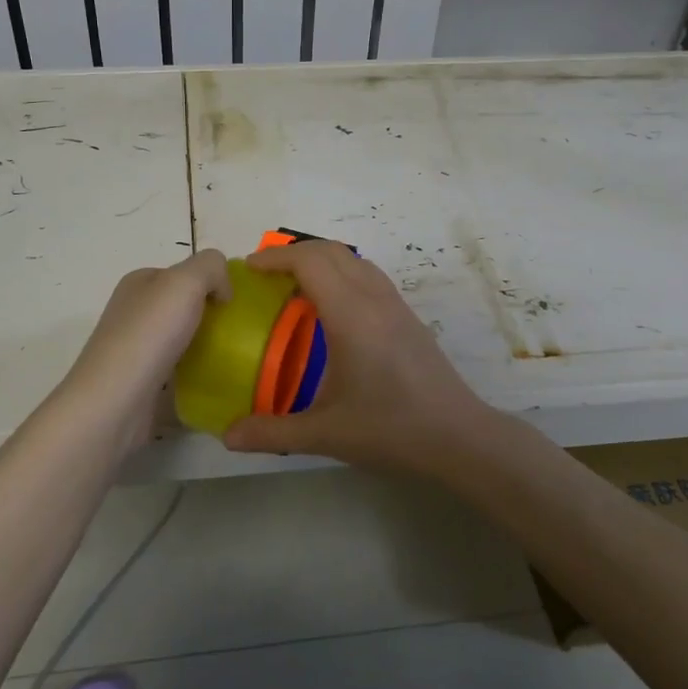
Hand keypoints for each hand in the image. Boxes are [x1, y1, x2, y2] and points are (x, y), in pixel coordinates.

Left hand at [58, 249, 232, 452]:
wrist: (115, 402)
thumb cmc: (150, 334)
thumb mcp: (186, 281)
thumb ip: (211, 268)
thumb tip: (222, 290)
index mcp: (139, 282)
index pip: (183, 273)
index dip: (211, 282)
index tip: (233, 304)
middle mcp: (133, 312)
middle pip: (182, 306)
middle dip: (210, 315)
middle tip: (237, 331)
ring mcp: (135, 349)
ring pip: (180, 338)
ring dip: (204, 345)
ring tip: (231, 356)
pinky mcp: (141, 383)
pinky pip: (176, 371)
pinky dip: (194, 374)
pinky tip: (211, 381)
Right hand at [223, 240, 499, 479]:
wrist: (459, 437)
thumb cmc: (391, 430)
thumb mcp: (325, 434)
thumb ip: (272, 433)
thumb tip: (228, 436)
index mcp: (351, 315)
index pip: (310, 262)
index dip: (276, 258)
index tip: (249, 269)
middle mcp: (374, 299)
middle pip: (331, 251)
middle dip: (294, 253)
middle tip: (265, 276)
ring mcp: (396, 305)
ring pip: (354, 260)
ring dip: (321, 260)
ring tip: (294, 287)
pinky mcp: (408, 317)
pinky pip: (369, 276)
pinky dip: (342, 274)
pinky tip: (331, 310)